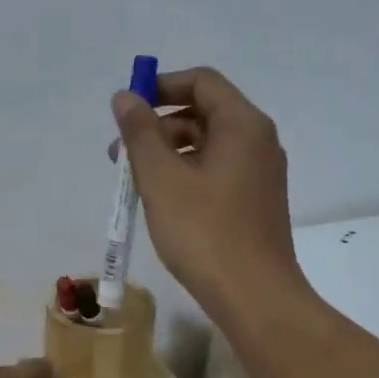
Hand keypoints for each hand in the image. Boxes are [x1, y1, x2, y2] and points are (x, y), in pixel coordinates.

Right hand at [110, 67, 307, 320]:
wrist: (254, 295)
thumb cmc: (204, 232)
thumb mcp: (161, 179)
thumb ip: (139, 133)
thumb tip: (125, 97)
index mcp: (242, 125)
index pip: (201, 82)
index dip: (160, 87)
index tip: (126, 109)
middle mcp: (257, 141)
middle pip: (203, 112)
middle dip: (157, 126)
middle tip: (119, 155)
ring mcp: (259, 174)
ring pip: (206, 146)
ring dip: (166, 153)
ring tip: (132, 183)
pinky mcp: (254, 202)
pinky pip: (215, 172)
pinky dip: (185, 175)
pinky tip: (160, 202)